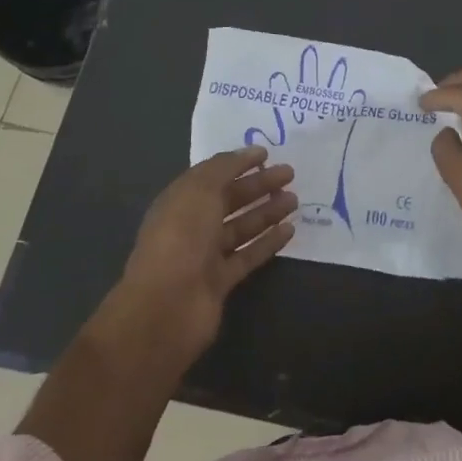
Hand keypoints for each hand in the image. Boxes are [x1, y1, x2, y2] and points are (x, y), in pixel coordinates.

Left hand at [114, 147, 297, 362]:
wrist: (167, 307)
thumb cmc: (181, 239)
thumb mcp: (199, 191)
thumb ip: (224, 168)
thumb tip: (248, 153)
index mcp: (180, 201)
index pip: (211, 175)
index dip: (237, 163)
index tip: (267, 154)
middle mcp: (191, 226)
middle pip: (229, 200)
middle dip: (258, 185)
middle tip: (290, 174)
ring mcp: (205, 256)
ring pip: (241, 227)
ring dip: (267, 212)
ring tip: (294, 200)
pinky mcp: (220, 282)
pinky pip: (248, 256)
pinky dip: (267, 242)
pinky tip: (290, 230)